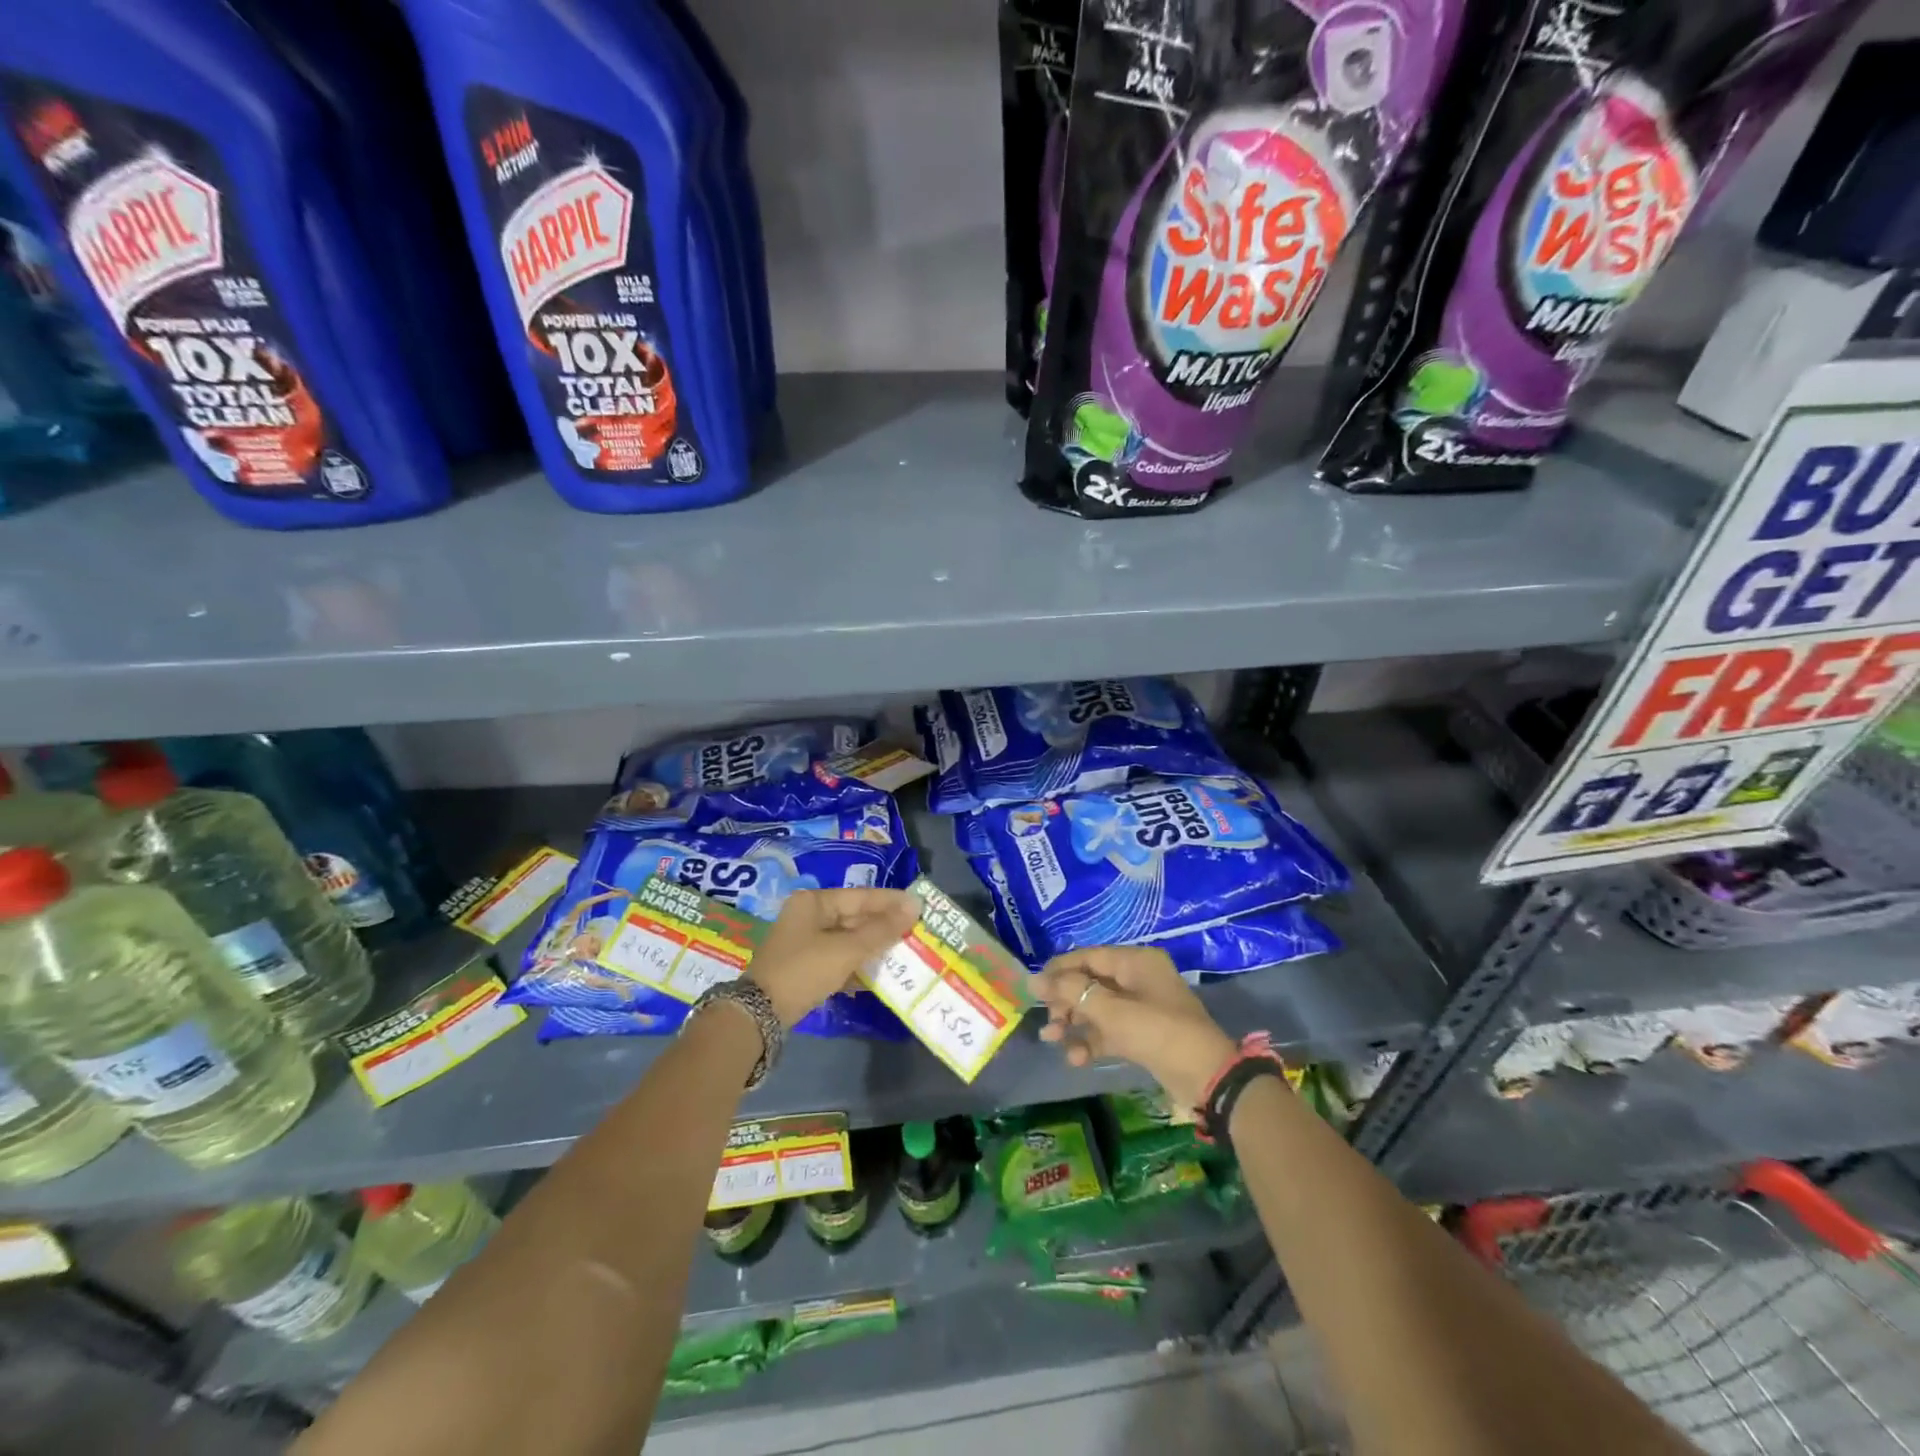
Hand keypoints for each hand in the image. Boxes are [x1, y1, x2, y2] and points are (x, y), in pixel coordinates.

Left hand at [747, 888, 920, 1027]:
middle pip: (854, 917)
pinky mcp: (805, 966)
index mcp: (814, 902)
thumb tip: (914, 906)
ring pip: (848, 939)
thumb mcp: (847, 949)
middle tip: (915, 932)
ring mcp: (804, 942)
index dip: (891, 902)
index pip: (861, 896)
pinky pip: (839, 958)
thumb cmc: (804, 970)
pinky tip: (878, 976)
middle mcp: (808, 915)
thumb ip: (882, 929)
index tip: (920, 907)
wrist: (759, 1014)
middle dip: (883, 927)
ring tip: (903, 953)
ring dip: (873, 948)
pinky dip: (857, 965)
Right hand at [1033, 947, 1236, 1110]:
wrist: (1206, 1078)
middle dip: (1065, 1001)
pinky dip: (1092, 1041)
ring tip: (1052, 1040)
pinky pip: (1109, 1030)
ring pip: (1097, 1008)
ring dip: (1074, 1023)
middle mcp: (1138, 978)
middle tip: (1047, 1020)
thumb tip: (1033, 978)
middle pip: (1090, 982)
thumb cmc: (1158, 1032)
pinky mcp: (1143, 1034)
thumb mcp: (1112, 1011)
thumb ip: (1072, 993)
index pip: (1088, 956)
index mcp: (1135, 961)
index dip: (1059, 970)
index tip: (1033, 989)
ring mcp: (1141, 1007)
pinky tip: (1076, 1058)